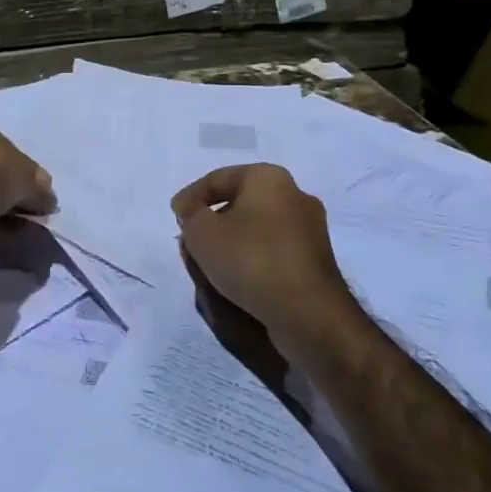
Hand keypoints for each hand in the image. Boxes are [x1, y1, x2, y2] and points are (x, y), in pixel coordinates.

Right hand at [170, 164, 359, 360]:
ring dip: (230, 242)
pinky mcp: (315, 260)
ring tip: (208, 264)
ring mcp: (309, 229)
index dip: (190, 197)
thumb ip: (190, 214)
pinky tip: (235, 278)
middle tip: (190, 241)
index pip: (218, 179)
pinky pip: (273, 250)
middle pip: (239, 203)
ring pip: (256, 228)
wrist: (308, 313)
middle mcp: (294, 195)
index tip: (174, 218)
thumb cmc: (250, 259)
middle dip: (212, 221)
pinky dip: (251, 258)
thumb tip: (193, 210)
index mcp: (269, 178)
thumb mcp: (202, 232)